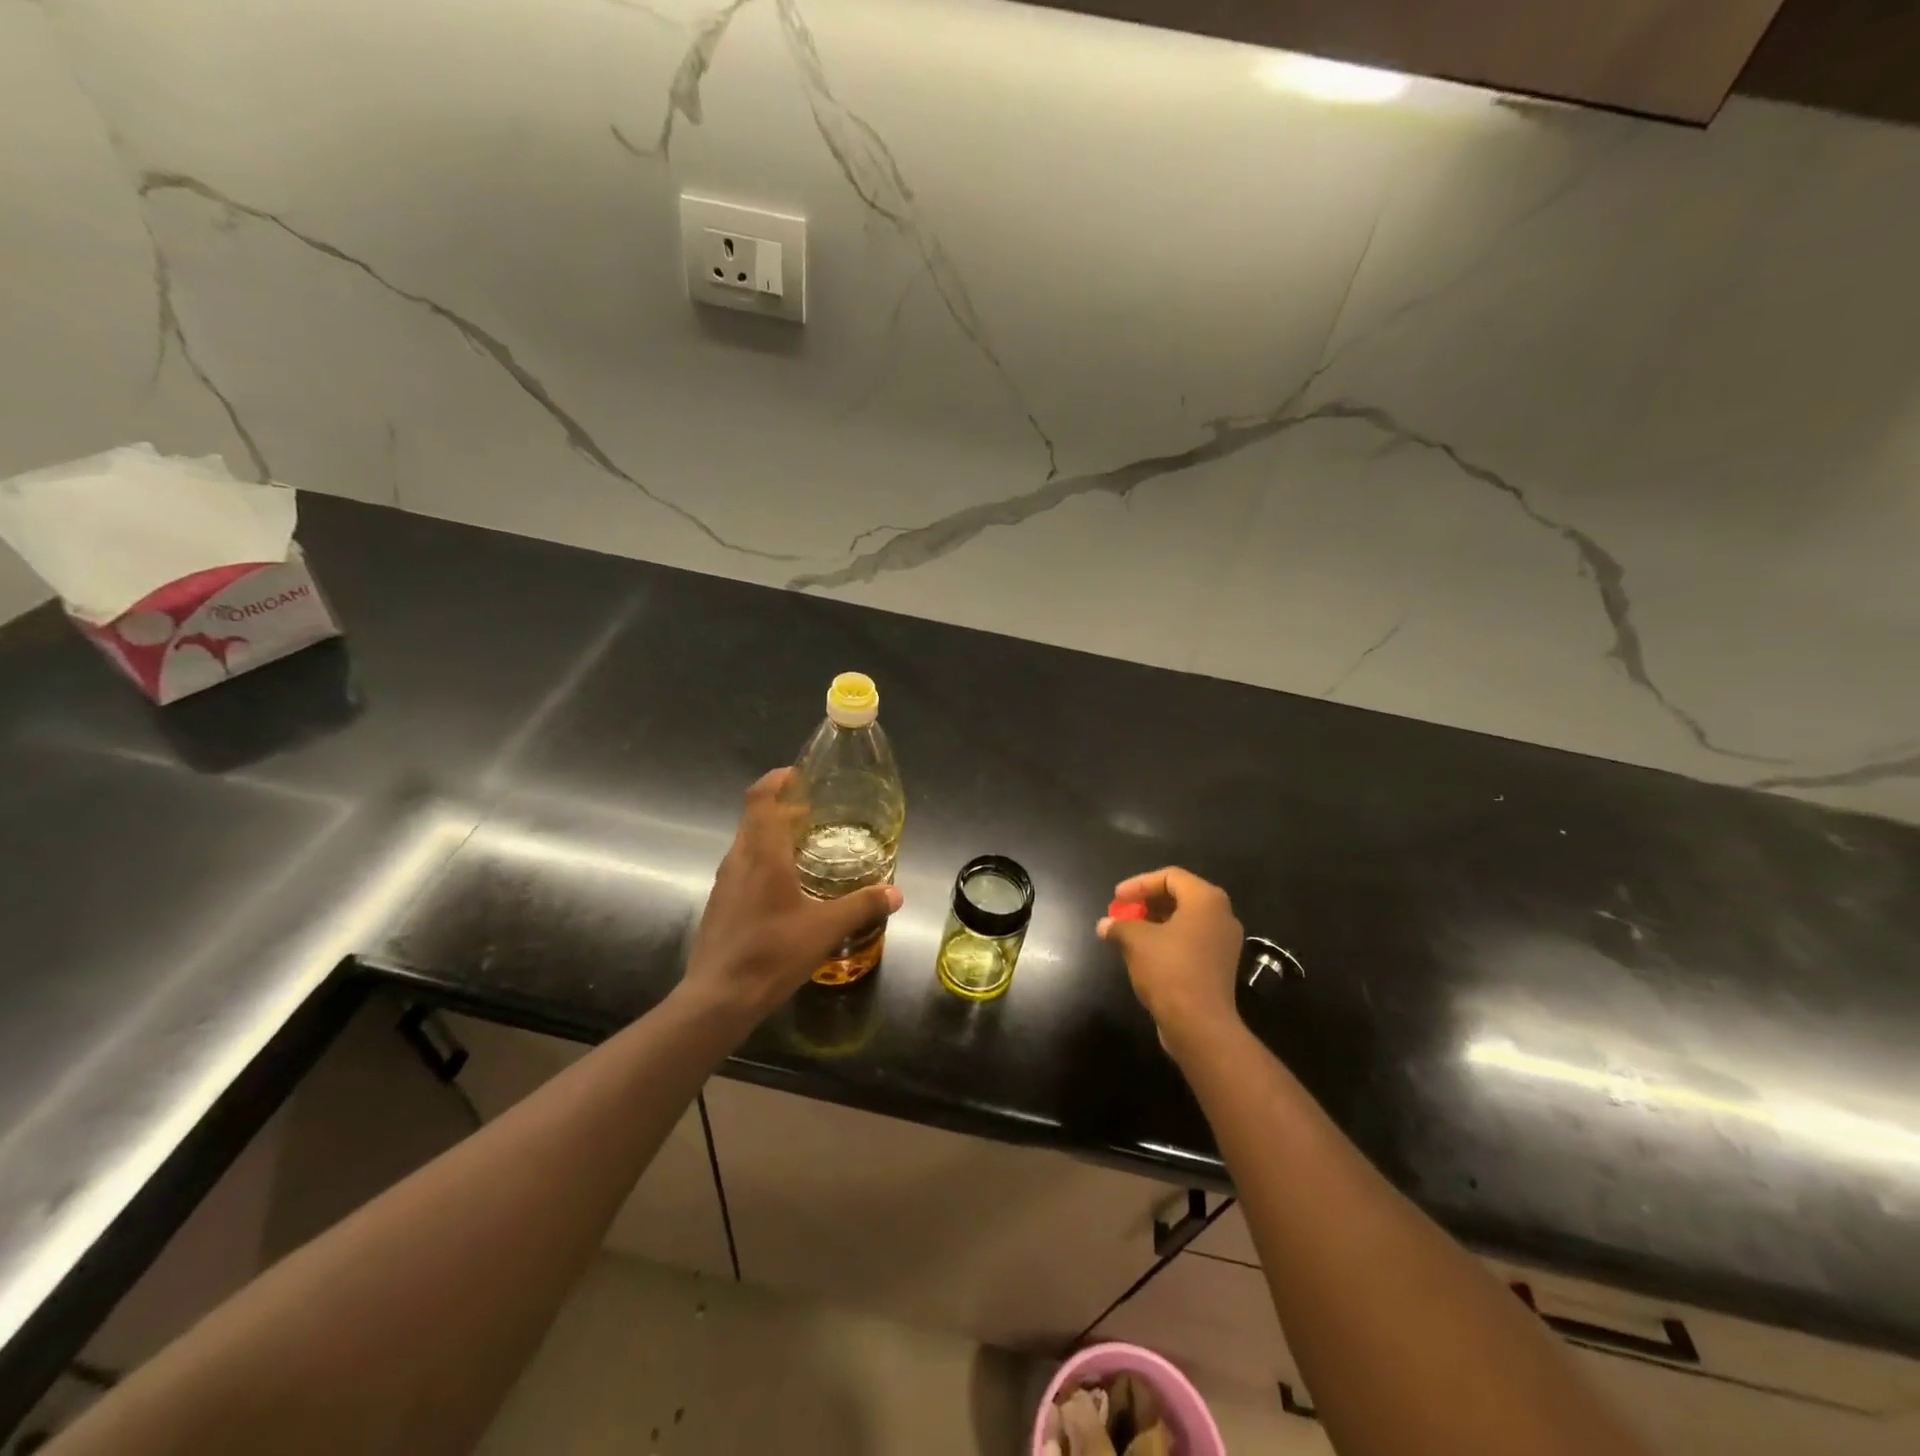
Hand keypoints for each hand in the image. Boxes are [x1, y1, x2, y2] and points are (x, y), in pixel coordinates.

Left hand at [680, 768, 902, 1022]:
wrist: (718, 998)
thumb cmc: (772, 953)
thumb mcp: (826, 929)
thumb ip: (862, 906)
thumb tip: (896, 893)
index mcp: (762, 855)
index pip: (761, 799)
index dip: (776, 780)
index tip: (798, 775)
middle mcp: (738, 860)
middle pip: (755, 818)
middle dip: (782, 808)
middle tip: (814, 813)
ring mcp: (724, 883)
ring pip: (747, 843)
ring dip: (772, 835)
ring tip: (804, 847)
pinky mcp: (720, 904)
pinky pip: (743, 867)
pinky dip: (764, 860)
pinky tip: (785, 887)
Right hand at [1098, 866, 1243, 1053]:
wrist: (1200, 1025)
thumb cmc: (1169, 970)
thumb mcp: (1136, 941)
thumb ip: (1119, 926)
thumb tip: (1104, 925)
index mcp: (1206, 900)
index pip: (1170, 876)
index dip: (1139, 884)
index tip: (1117, 898)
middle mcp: (1221, 915)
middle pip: (1180, 896)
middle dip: (1147, 902)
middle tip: (1123, 912)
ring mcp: (1224, 942)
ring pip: (1186, 920)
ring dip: (1156, 921)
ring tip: (1129, 931)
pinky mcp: (1220, 965)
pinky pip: (1192, 939)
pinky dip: (1168, 939)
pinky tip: (1146, 952)